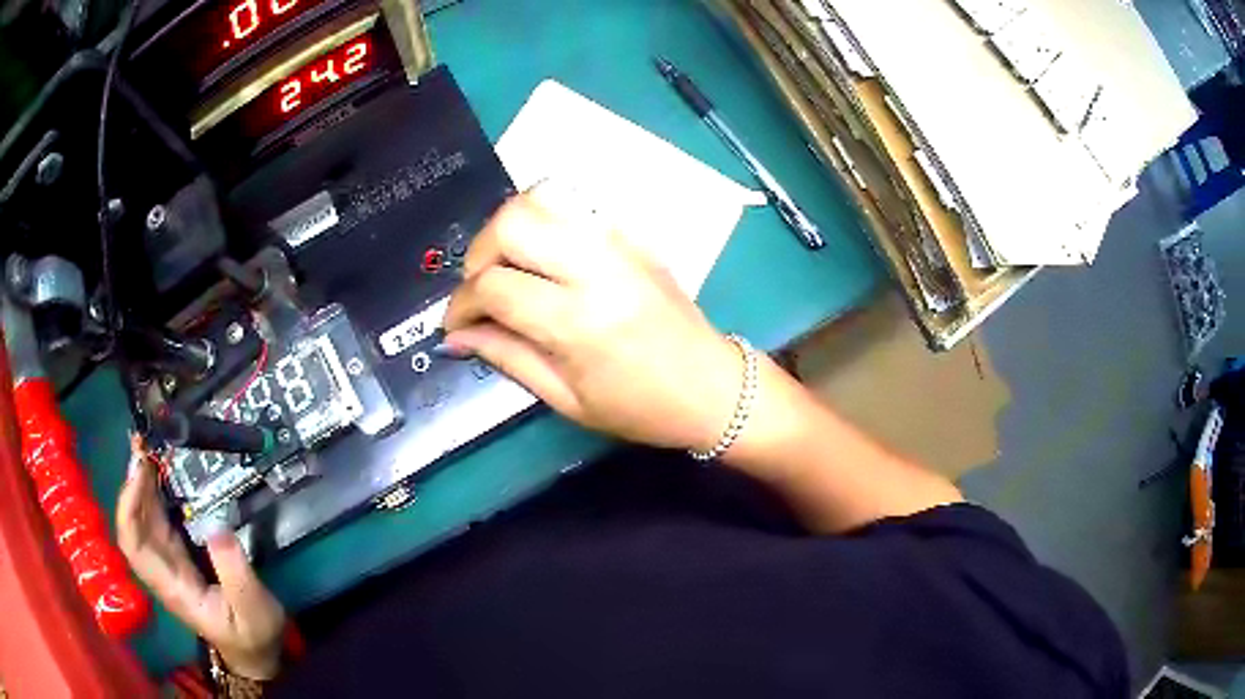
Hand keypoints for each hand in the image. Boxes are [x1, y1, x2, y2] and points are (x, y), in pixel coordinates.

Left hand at [117, 434, 285, 679]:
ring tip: (148, 447)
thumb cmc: (252, 635)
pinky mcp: (178, 554)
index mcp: (173, 587)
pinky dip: (153, 492)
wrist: (253, 653)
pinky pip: (157, 519)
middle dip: (132, 483)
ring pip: (142, 518)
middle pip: (133, 524)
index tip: (140, 471)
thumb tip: (217, 526)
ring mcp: (168, 561)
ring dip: (140, 482)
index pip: (134, 546)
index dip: (129, 507)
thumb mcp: (253, 610)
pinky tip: (160, 472)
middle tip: (143, 443)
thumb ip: (236, 572)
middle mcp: (162, 570)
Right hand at [443, 186, 744, 451]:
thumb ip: (506, 357)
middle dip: (478, 254)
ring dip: (509, 228)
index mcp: (578, 321)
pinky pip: (574, 206)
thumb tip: (456, 337)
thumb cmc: (641, 408)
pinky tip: (542, 257)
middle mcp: (596, 267)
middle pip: (512, 223)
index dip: (460, 305)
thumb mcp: (567, 399)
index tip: (455, 325)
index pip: (494, 286)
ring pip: (541, 198)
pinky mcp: (632, 235)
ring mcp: (618, 242)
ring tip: (507, 267)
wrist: (714, 387)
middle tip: (481, 290)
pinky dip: (543, 221)